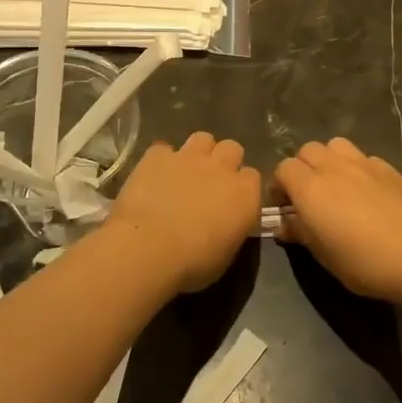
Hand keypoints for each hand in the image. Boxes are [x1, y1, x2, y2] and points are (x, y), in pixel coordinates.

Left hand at [106, 133, 259, 293]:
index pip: (253, 177)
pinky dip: (161, 160)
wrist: (149, 248)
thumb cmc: (193, 263)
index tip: (232, 201)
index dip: (242, 187)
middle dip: (224, 161)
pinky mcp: (157, 156)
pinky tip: (154, 175)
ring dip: (197, 152)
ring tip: (185, 171)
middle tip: (210, 181)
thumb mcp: (226, 254)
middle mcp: (221, 168)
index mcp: (244, 194)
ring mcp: (188, 157)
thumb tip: (227, 222)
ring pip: (202, 138)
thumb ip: (232, 228)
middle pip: (232, 148)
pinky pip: (163, 149)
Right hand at [273, 138, 401, 303]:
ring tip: (337, 185)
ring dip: (329, 160)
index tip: (285, 207)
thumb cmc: (365, 263)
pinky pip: (363, 158)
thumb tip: (284, 223)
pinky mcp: (389, 168)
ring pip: (335, 146)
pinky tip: (367, 191)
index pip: (284, 169)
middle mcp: (334, 167)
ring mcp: (364, 163)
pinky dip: (357, 168)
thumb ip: (301, 233)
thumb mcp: (324, 256)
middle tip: (310, 196)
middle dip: (303, 168)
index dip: (280, 186)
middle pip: (308, 151)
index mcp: (311, 188)